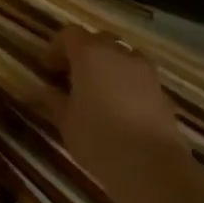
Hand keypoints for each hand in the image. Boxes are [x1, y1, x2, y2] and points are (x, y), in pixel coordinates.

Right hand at [42, 25, 187, 199]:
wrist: (154, 168)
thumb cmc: (99, 138)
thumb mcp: (65, 120)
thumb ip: (52, 100)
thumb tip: (41, 91)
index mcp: (90, 54)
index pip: (69, 34)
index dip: (55, 48)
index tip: (47, 70)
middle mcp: (120, 54)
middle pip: (98, 41)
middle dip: (82, 54)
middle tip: (70, 78)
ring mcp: (145, 72)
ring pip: (122, 57)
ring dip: (107, 67)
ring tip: (96, 93)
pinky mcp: (162, 92)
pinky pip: (138, 77)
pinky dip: (125, 84)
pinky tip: (118, 110)